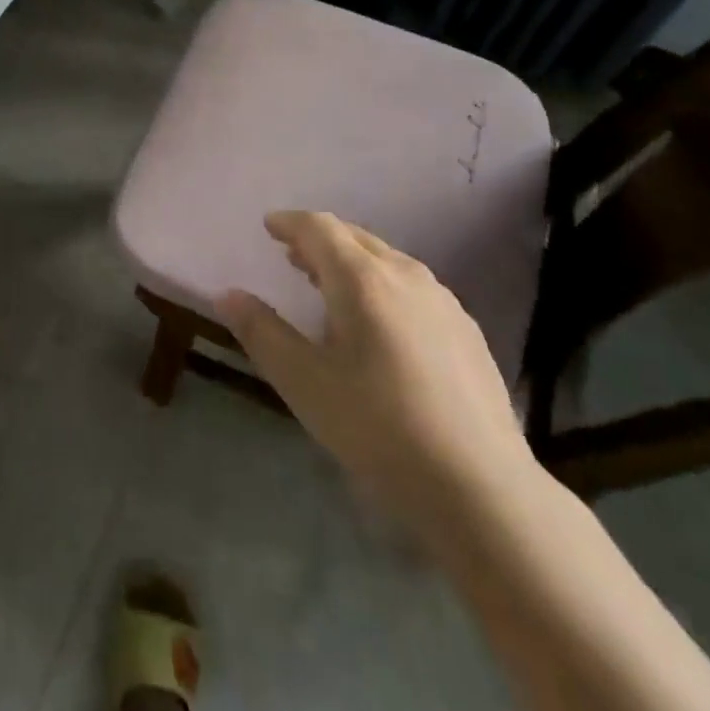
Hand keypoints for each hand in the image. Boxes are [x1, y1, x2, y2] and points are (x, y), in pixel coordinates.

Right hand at [219, 211, 540, 546]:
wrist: (481, 488)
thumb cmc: (378, 428)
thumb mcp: (304, 383)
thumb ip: (262, 333)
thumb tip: (228, 295)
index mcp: (363, 279)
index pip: (319, 228)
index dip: (290, 223)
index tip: (268, 226)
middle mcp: (405, 275)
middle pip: (355, 237)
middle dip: (319, 239)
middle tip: (292, 254)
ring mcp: (443, 301)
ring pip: (387, 260)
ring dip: (351, 261)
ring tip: (328, 285)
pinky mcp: (466, 330)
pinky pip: (412, 286)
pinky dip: (382, 284)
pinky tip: (379, 323)